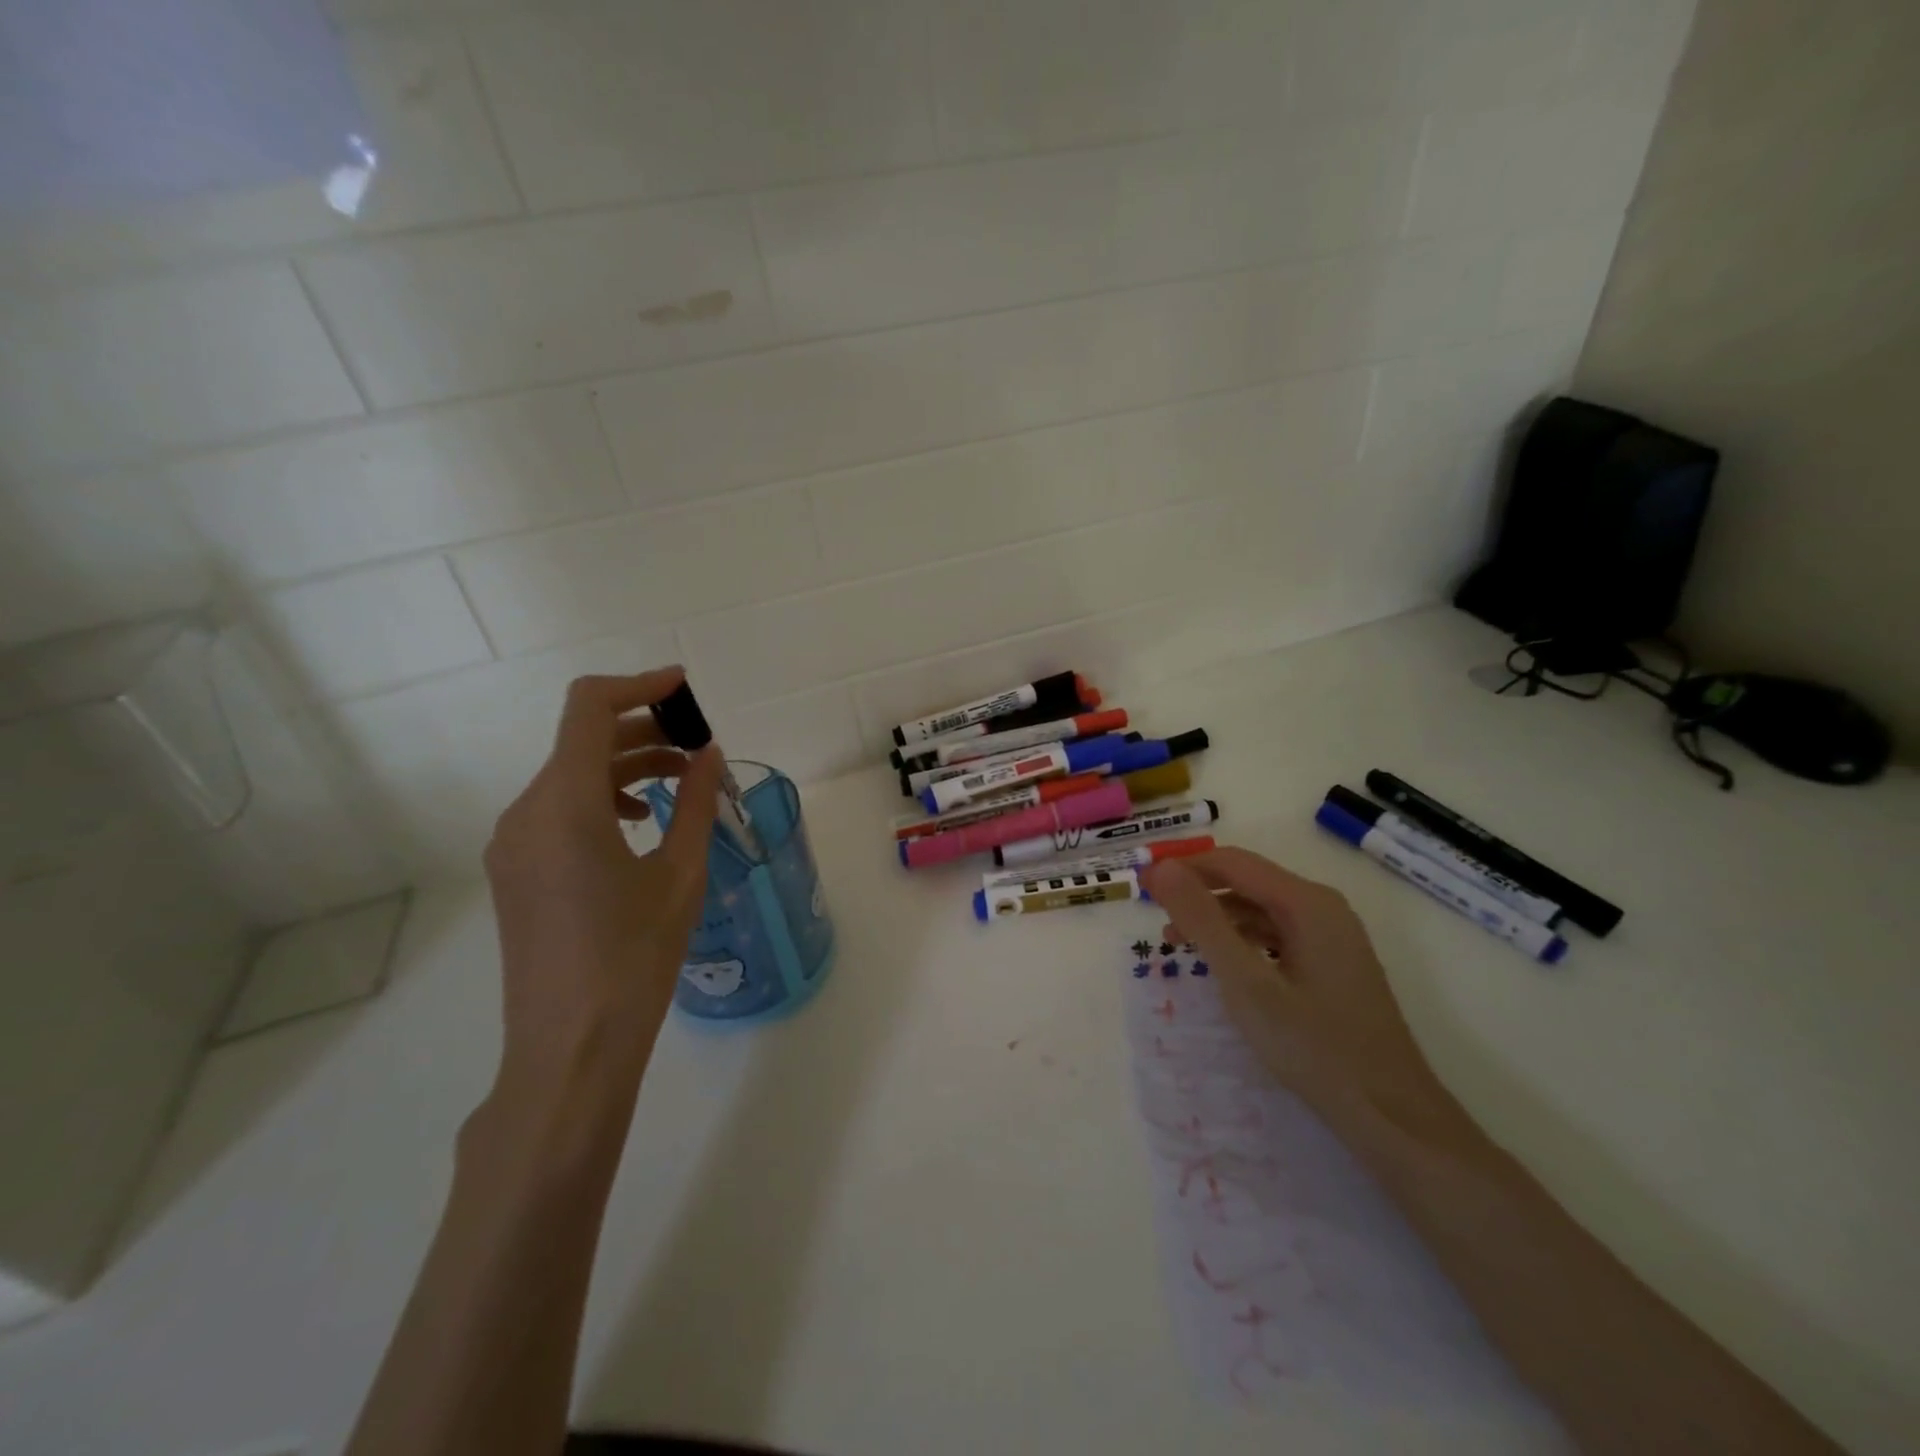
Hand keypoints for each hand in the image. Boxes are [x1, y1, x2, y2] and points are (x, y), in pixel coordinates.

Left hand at [483, 668, 723, 1101]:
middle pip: (582, 741)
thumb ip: (694, 802)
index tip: (685, 689)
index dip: (638, 685)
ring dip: (626, 767)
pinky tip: (641, 825)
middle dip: (643, 731)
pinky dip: (603, 799)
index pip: (589, 708)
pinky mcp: (515, 872)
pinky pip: (559, 811)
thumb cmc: (635, 957)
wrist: (571, 1047)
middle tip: (699, 748)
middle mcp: (525, 812)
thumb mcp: (679, 874)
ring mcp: (512, 844)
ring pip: (571, 777)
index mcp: (563, 804)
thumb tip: (709, 754)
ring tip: (681, 786)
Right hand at [1141, 848, 1448, 1131]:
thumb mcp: (1246, 981)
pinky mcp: (1333, 964)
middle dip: (1198, 892)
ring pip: (1261, 909)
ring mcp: (1332, 936)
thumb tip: (1161, 868)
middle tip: (1154, 915)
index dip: (1183, 868)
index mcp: (1307, 902)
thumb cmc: (1313, 1047)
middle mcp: (1323, 908)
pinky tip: (1222, 963)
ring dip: (1216, 917)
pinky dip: (1242, 940)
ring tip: (1177, 942)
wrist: (1391, 1116)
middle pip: (1247, 881)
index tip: (1142, 885)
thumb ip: (1202, 920)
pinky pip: (1277, 934)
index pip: (1232, 862)